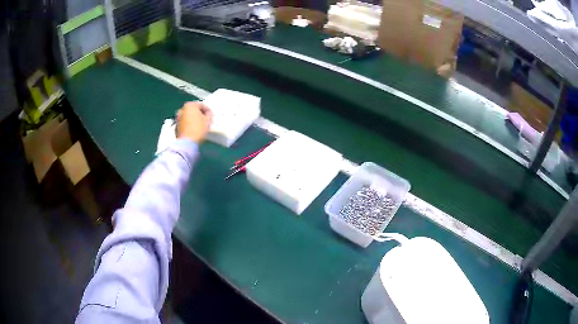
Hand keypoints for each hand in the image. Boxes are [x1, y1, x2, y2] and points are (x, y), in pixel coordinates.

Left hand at [176, 101, 212, 142]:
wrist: (187, 143)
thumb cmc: (198, 129)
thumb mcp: (207, 121)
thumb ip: (209, 115)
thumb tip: (208, 114)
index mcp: (190, 105)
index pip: (201, 105)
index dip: (208, 110)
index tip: (211, 115)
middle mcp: (182, 109)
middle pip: (193, 110)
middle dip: (199, 114)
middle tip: (205, 119)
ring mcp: (178, 118)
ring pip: (188, 116)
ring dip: (194, 119)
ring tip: (199, 125)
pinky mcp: (176, 126)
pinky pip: (185, 122)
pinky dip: (189, 124)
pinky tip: (194, 129)